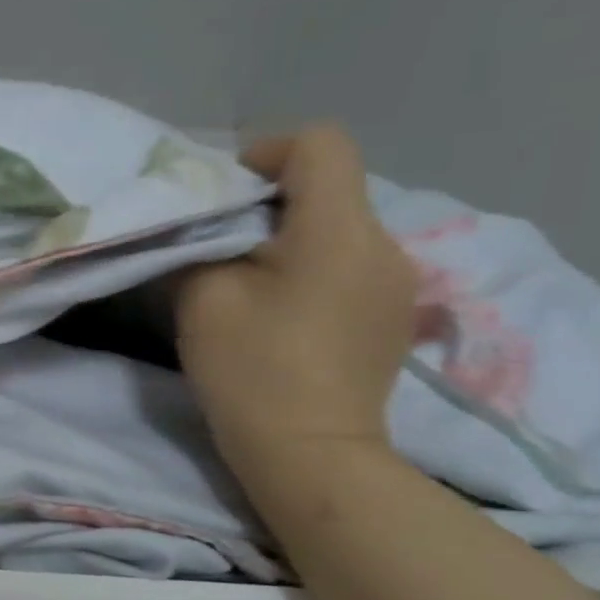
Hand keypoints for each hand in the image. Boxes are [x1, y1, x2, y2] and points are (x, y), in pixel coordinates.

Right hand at [176, 124, 417, 491]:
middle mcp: (384, 245)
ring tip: (248, 276)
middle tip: (221, 239)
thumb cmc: (250, 368)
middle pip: (331, 186)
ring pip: (339, 225)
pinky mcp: (393, 314)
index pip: (320, 145)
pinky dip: (312, 264)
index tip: (225, 192)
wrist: (310, 454)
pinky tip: (283, 307)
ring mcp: (397, 282)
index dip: (267, 151)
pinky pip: (351, 261)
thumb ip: (201, 242)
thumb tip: (204, 225)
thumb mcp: (203, 295)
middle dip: (271, 199)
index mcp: (339, 231)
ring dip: (291, 234)